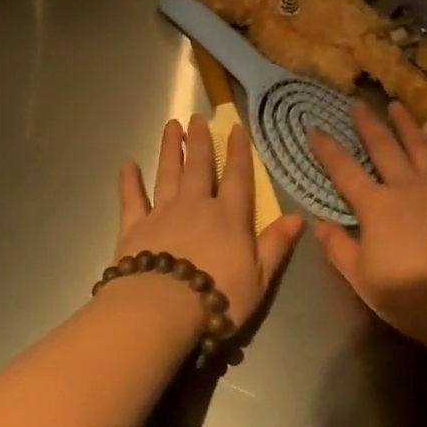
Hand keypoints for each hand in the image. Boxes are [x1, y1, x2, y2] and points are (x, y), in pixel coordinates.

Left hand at [117, 116, 304, 322]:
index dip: (238, 152)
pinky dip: (129, 181)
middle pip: (199, 167)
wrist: (162, 308)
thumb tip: (299, 217)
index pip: (237, 177)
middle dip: (200, 141)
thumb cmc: (217, 296)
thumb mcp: (259, 277)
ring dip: (170, 149)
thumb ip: (276, 244)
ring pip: (168, 173)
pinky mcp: (134, 227)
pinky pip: (131, 199)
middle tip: (196, 118)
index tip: (235, 128)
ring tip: (171, 127)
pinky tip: (127, 164)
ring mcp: (163, 213)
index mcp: (229, 216)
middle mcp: (196, 205)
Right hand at [308, 102, 426, 341]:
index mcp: (375, 206)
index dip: (327, 148)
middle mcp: (405, 186)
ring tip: (396, 105)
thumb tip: (318, 224)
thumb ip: (338, 248)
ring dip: (406, 124)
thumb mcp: (361, 278)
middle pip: (382, 147)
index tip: (314, 128)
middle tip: (357, 103)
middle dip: (367, 124)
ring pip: (419, 146)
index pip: (343, 170)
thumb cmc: (410, 295)